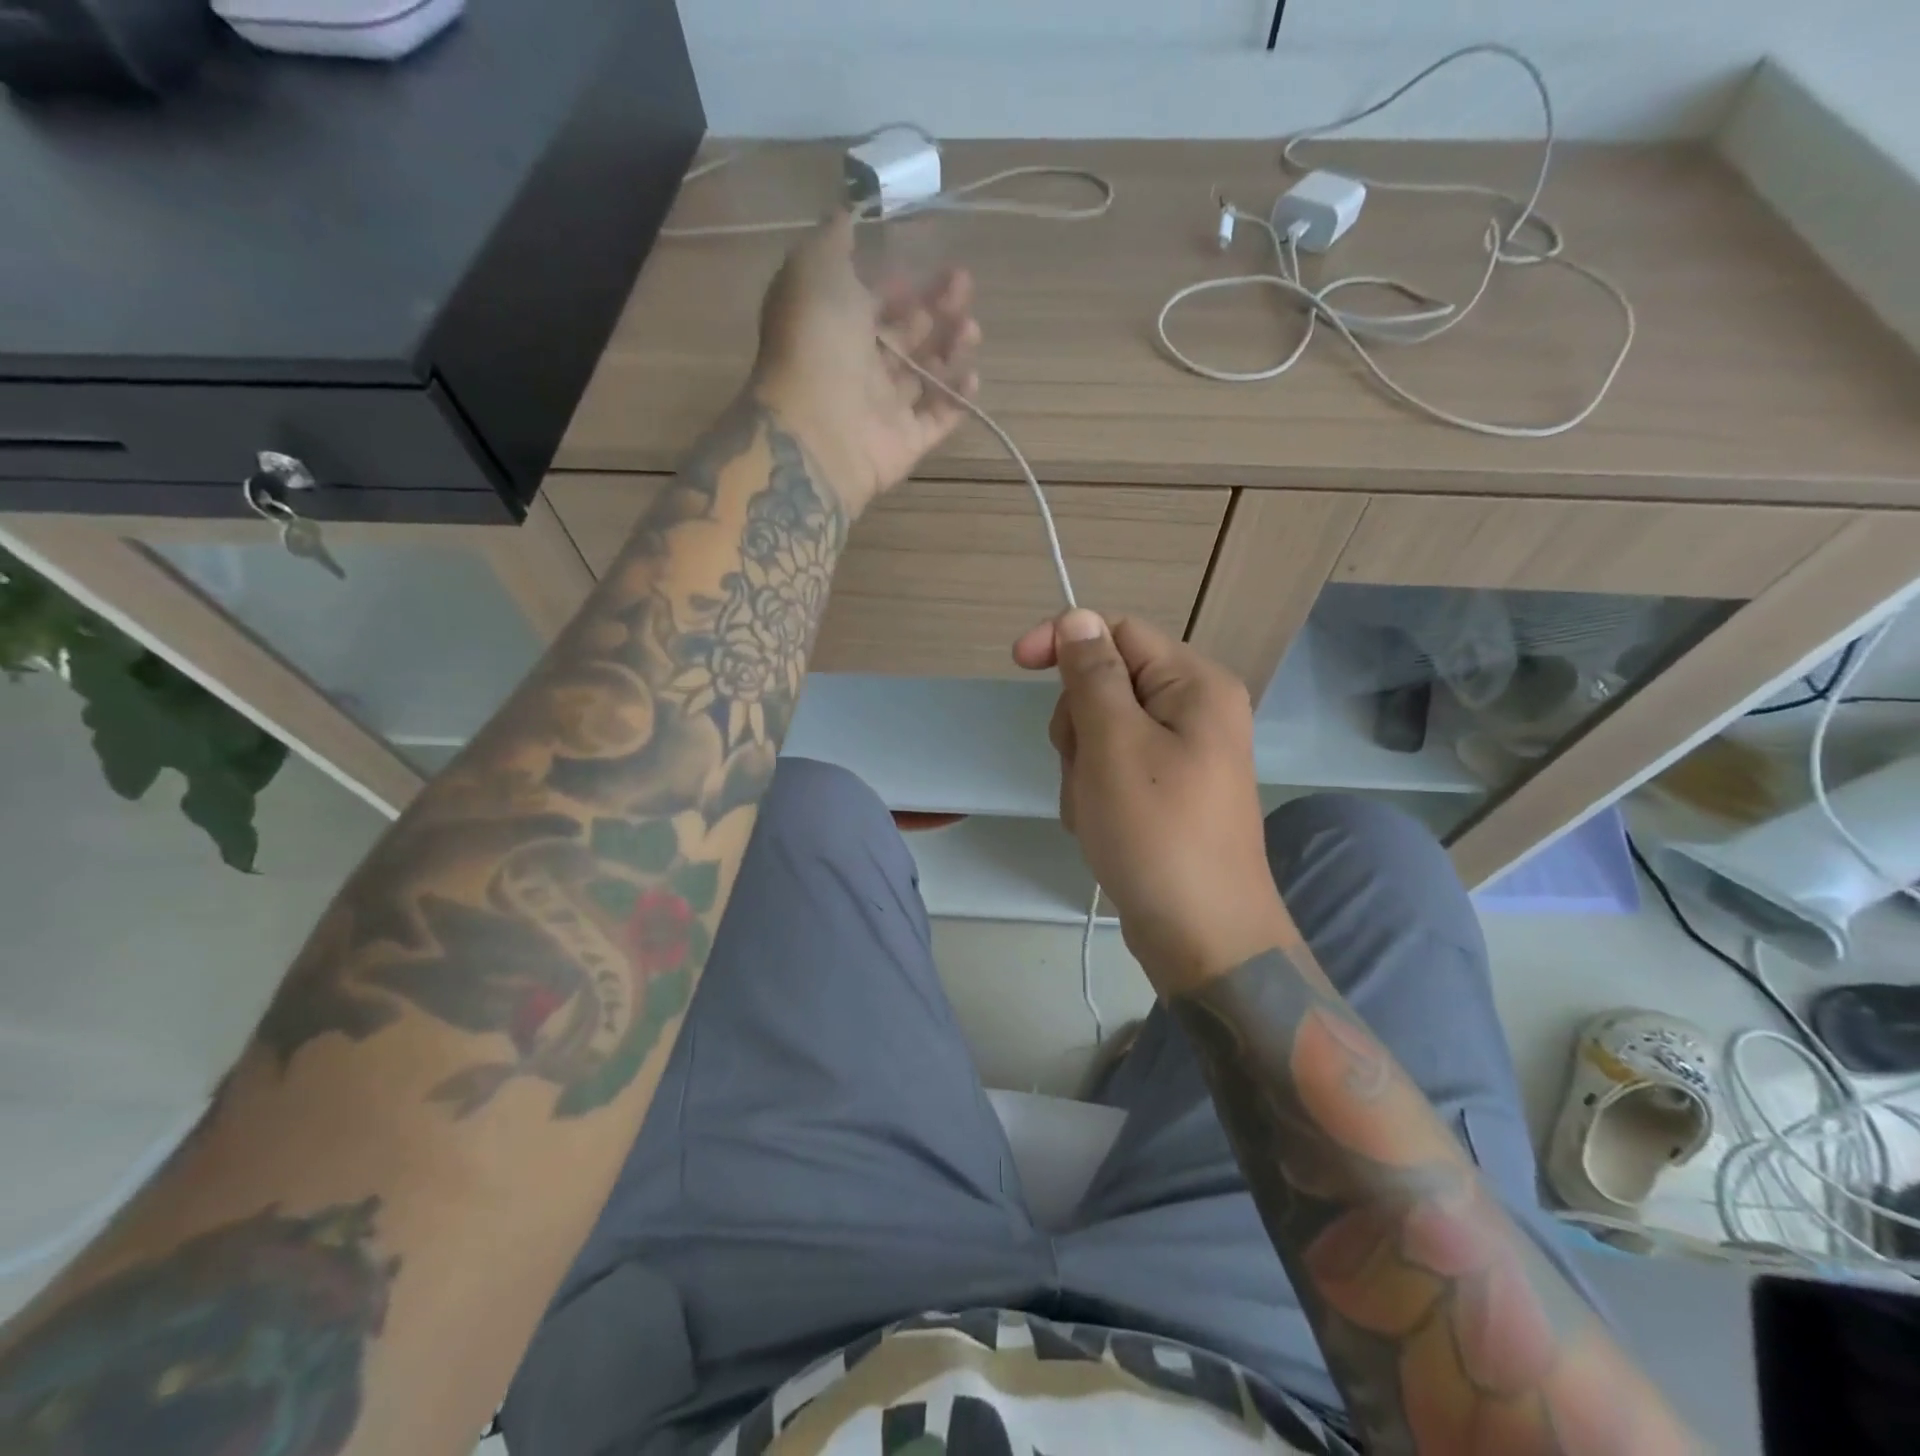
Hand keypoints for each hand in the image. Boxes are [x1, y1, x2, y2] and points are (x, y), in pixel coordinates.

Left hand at [752, 210, 980, 515]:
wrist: (819, 429)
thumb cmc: (817, 343)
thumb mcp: (814, 268)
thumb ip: (833, 239)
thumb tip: (847, 213)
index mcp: (835, 325)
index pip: (874, 301)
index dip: (901, 282)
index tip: (926, 263)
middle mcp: (859, 366)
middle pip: (906, 333)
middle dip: (937, 307)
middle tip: (964, 287)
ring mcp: (884, 408)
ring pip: (925, 374)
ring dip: (952, 347)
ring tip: (972, 330)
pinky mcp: (908, 442)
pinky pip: (939, 418)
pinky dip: (957, 398)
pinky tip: (972, 375)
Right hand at [1014, 610, 1295, 995]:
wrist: (1202, 937)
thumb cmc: (1157, 833)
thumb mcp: (1114, 745)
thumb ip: (1093, 675)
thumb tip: (1077, 618)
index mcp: (1195, 685)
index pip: (1118, 633)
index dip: (1066, 641)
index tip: (1016, 664)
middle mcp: (1195, 711)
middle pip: (1106, 685)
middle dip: (1078, 726)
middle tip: (1086, 771)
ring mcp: (1182, 755)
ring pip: (1100, 733)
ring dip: (1081, 769)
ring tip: (1096, 811)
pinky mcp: (1167, 792)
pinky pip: (1112, 770)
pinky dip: (1095, 795)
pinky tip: (1103, 830)